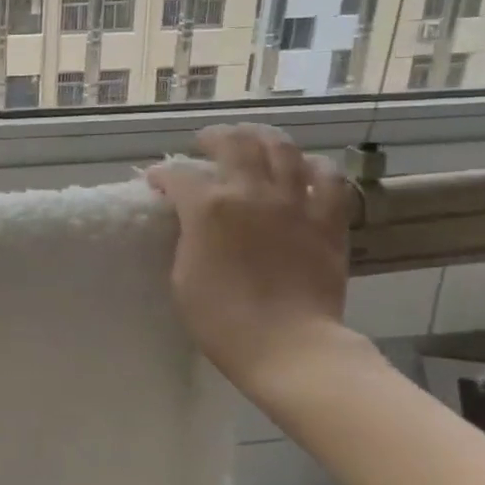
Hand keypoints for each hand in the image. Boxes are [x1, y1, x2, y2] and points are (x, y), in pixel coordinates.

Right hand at [147, 124, 353, 390]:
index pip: (178, 175)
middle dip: (214, 137)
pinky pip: (328, 178)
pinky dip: (314, 167)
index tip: (156, 183)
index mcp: (208, 207)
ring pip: (281, 148)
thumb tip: (191, 221)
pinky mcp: (328, 220)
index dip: (162, 176)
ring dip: (261, 138)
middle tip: (205, 142)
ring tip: (251, 140)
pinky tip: (304, 169)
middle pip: (233, 143)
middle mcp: (251, 192)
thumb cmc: (221, 319)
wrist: (288, 346)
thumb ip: (187, 238)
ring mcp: (294, 202)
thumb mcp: (182, 276)